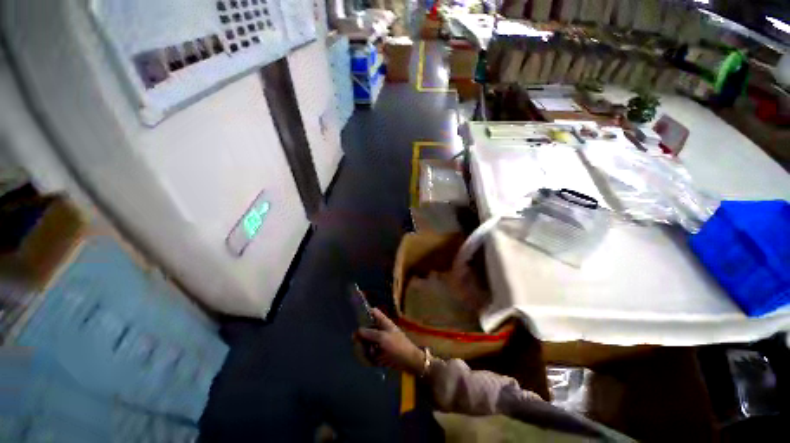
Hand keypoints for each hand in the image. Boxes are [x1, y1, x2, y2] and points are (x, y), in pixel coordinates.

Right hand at [356, 308, 425, 374]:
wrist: (409, 362)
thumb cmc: (398, 346)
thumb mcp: (383, 338)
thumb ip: (369, 333)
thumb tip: (357, 331)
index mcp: (383, 322)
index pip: (372, 312)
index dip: (365, 313)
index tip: (356, 321)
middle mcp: (380, 330)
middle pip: (365, 329)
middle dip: (361, 338)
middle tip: (360, 345)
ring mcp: (379, 341)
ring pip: (365, 342)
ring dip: (364, 349)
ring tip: (368, 355)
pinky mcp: (379, 352)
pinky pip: (368, 353)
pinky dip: (368, 357)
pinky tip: (371, 361)